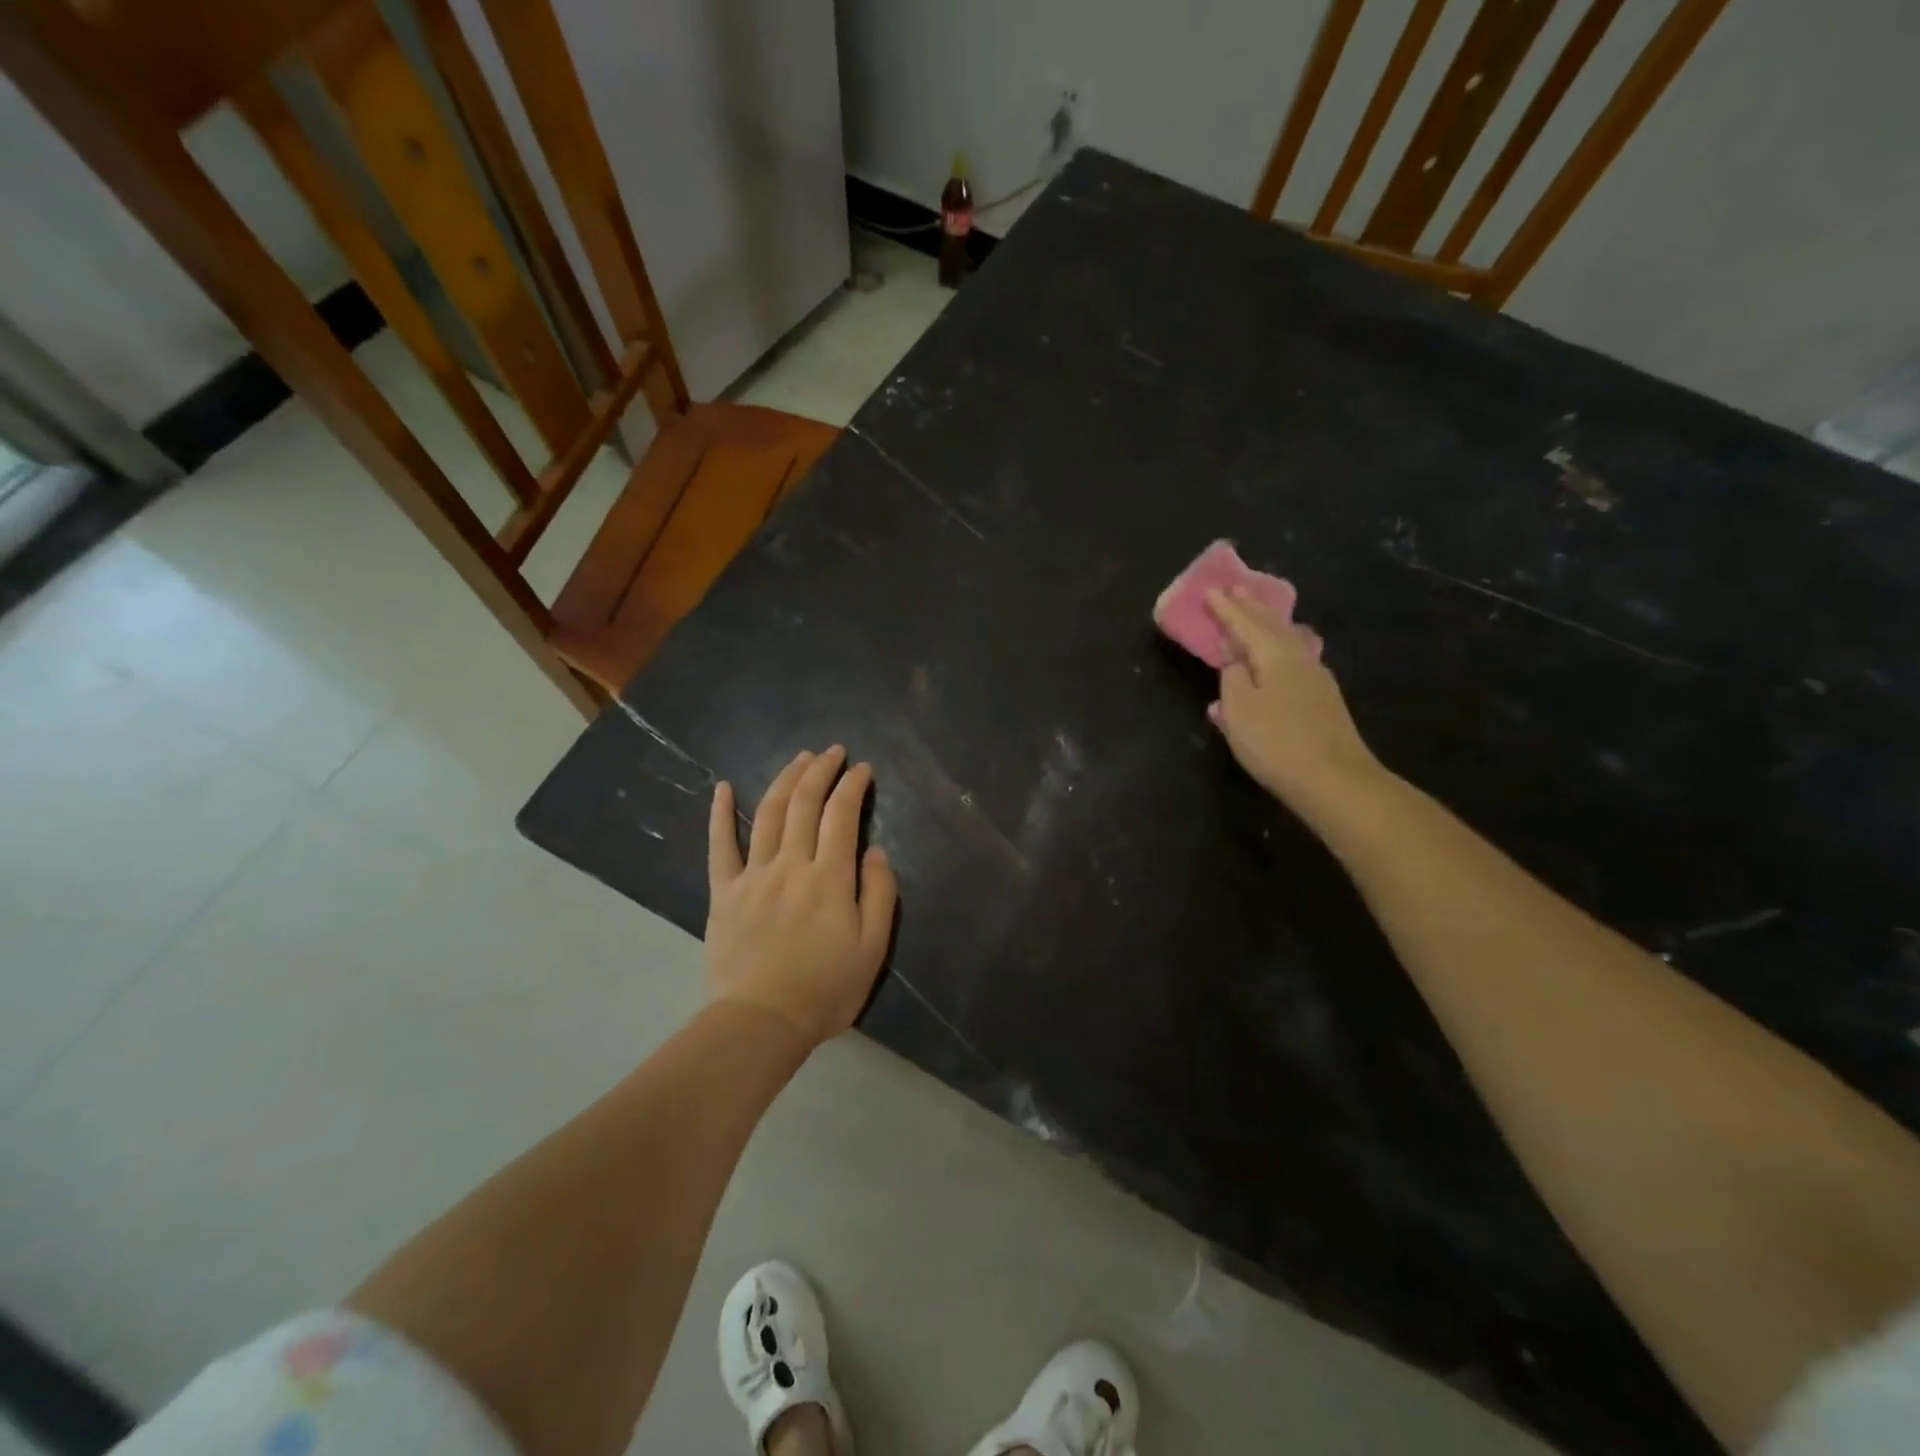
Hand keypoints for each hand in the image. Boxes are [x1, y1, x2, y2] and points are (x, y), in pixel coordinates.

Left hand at [705, 746, 898, 1048]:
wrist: (761, 1022)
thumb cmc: (825, 989)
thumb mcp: (872, 949)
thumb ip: (880, 895)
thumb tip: (876, 852)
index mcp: (829, 878)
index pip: (842, 816)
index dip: (853, 786)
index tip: (862, 769)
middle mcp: (791, 865)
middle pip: (804, 804)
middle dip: (820, 770)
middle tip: (833, 751)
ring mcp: (753, 875)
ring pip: (768, 813)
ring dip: (785, 779)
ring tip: (799, 758)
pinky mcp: (724, 891)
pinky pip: (720, 845)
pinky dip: (720, 813)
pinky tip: (724, 787)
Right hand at [1206, 589, 1384, 818]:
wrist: (1334, 780)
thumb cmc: (1277, 742)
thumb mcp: (1239, 711)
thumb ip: (1232, 680)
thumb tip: (1235, 663)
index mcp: (1275, 655)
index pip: (1245, 623)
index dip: (1226, 609)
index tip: (1210, 590)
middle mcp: (1299, 658)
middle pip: (1272, 626)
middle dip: (1251, 609)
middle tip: (1235, 591)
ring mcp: (1316, 679)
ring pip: (1287, 641)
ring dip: (1267, 627)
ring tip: (1255, 616)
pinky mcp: (1324, 700)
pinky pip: (1294, 660)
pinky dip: (1277, 651)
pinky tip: (1274, 660)